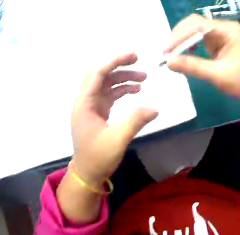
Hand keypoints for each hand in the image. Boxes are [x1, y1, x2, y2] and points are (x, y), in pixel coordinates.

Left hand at [71, 53, 157, 185]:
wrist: (87, 173)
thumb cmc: (97, 158)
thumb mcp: (117, 141)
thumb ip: (135, 122)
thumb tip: (155, 109)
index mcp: (84, 103)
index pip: (98, 73)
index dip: (115, 61)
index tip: (134, 56)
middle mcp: (85, 101)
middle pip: (101, 75)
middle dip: (120, 67)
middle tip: (139, 63)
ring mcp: (91, 107)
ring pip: (106, 84)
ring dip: (123, 79)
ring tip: (143, 80)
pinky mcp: (96, 113)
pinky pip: (108, 95)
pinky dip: (121, 91)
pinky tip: (134, 91)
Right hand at [165, 14, 239, 106]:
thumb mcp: (217, 75)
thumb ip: (192, 66)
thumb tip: (168, 62)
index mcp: (228, 30)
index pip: (197, 24)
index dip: (179, 36)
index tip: (166, 53)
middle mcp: (223, 28)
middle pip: (194, 23)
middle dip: (178, 37)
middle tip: (166, 54)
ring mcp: (220, 34)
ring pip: (193, 30)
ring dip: (180, 41)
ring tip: (171, 56)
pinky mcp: (216, 43)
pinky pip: (197, 39)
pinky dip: (187, 46)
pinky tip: (182, 55)